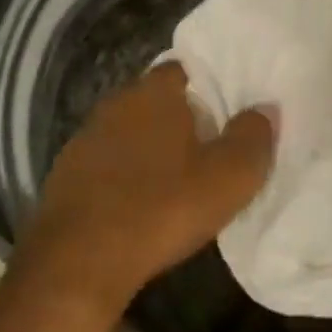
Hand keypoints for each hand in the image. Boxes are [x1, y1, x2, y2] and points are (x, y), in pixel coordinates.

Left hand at [10, 63, 276, 331]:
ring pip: (130, 131)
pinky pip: (108, 162)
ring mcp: (85, 138)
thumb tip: (265, 109)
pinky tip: (140, 202)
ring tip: (177, 177)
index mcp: (154, 93)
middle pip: (157, 99)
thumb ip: (252, 137)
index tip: (228, 109)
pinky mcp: (66, 174)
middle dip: (181, 117)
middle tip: (210, 145)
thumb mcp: (228, 178)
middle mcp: (116, 104)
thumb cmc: (161, 208)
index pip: (185, 68)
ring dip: (151, 147)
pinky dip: (125, 174)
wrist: (77, 263)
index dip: (209, 85)